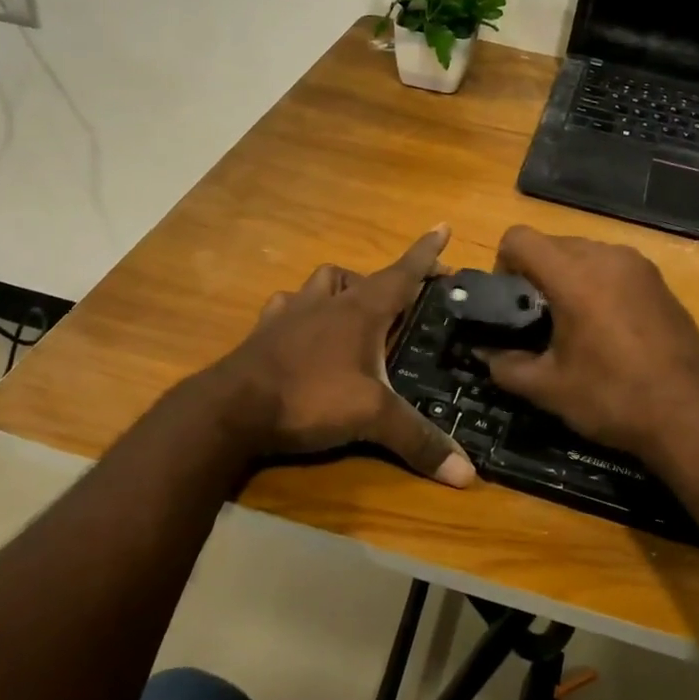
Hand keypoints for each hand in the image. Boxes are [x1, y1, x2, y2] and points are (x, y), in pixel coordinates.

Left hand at [217, 226, 474, 487]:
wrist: (231, 409)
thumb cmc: (310, 398)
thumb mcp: (372, 418)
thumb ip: (418, 440)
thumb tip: (467, 473)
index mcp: (361, 310)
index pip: (403, 273)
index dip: (426, 252)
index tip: (443, 226)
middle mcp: (328, 302)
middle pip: (363, 276)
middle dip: (388, 280)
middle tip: (403, 300)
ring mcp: (292, 313)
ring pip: (322, 282)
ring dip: (341, 287)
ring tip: (353, 308)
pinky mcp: (265, 332)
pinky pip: (286, 307)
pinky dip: (300, 310)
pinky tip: (302, 328)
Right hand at [477, 226, 698, 465]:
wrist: (693, 417)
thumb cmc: (614, 399)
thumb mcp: (549, 388)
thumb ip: (505, 364)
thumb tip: (483, 351)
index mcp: (574, 275)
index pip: (519, 238)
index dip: (503, 264)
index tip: (508, 301)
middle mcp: (607, 257)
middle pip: (553, 244)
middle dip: (536, 273)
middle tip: (536, 319)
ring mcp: (639, 266)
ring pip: (585, 253)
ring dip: (568, 277)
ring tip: (573, 325)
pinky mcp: (660, 281)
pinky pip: (614, 268)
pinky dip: (598, 285)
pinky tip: (608, 329)